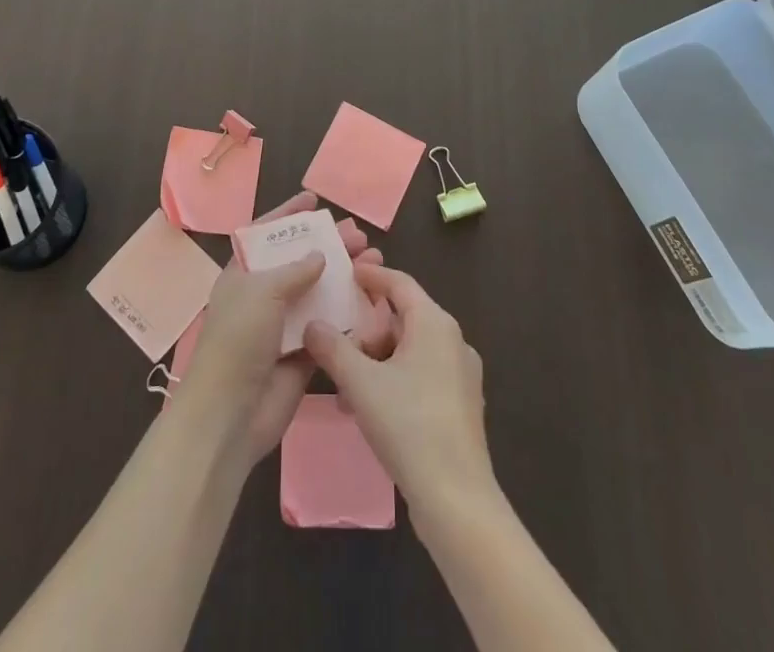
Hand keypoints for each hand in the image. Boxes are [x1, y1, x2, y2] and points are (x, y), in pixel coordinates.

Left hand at [169, 192, 382, 466]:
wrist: (231, 414)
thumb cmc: (238, 340)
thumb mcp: (261, 292)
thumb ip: (294, 270)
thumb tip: (320, 256)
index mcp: (243, 274)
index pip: (266, 234)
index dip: (288, 214)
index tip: (314, 200)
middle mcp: (264, 295)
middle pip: (300, 261)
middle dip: (328, 245)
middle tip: (357, 234)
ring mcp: (284, 325)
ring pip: (319, 292)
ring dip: (344, 275)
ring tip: (373, 258)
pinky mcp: (303, 354)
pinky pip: (329, 325)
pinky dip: (349, 312)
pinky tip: (372, 298)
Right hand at [304, 264, 493, 517]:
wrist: (457, 500)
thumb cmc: (409, 426)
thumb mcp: (361, 382)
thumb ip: (332, 348)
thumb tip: (312, 324)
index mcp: (435, 323)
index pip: (399, 283)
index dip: (372, 275)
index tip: (347, 273)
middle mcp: (453, 341)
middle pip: (403, 319)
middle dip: (367, 332)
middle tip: (338, 349)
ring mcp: (461, 375)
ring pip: (410, 351)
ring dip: (376, 362)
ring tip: (346, 388)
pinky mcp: (460, 406)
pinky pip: (420, 376)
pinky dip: (393, 381)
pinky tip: (369, 409)